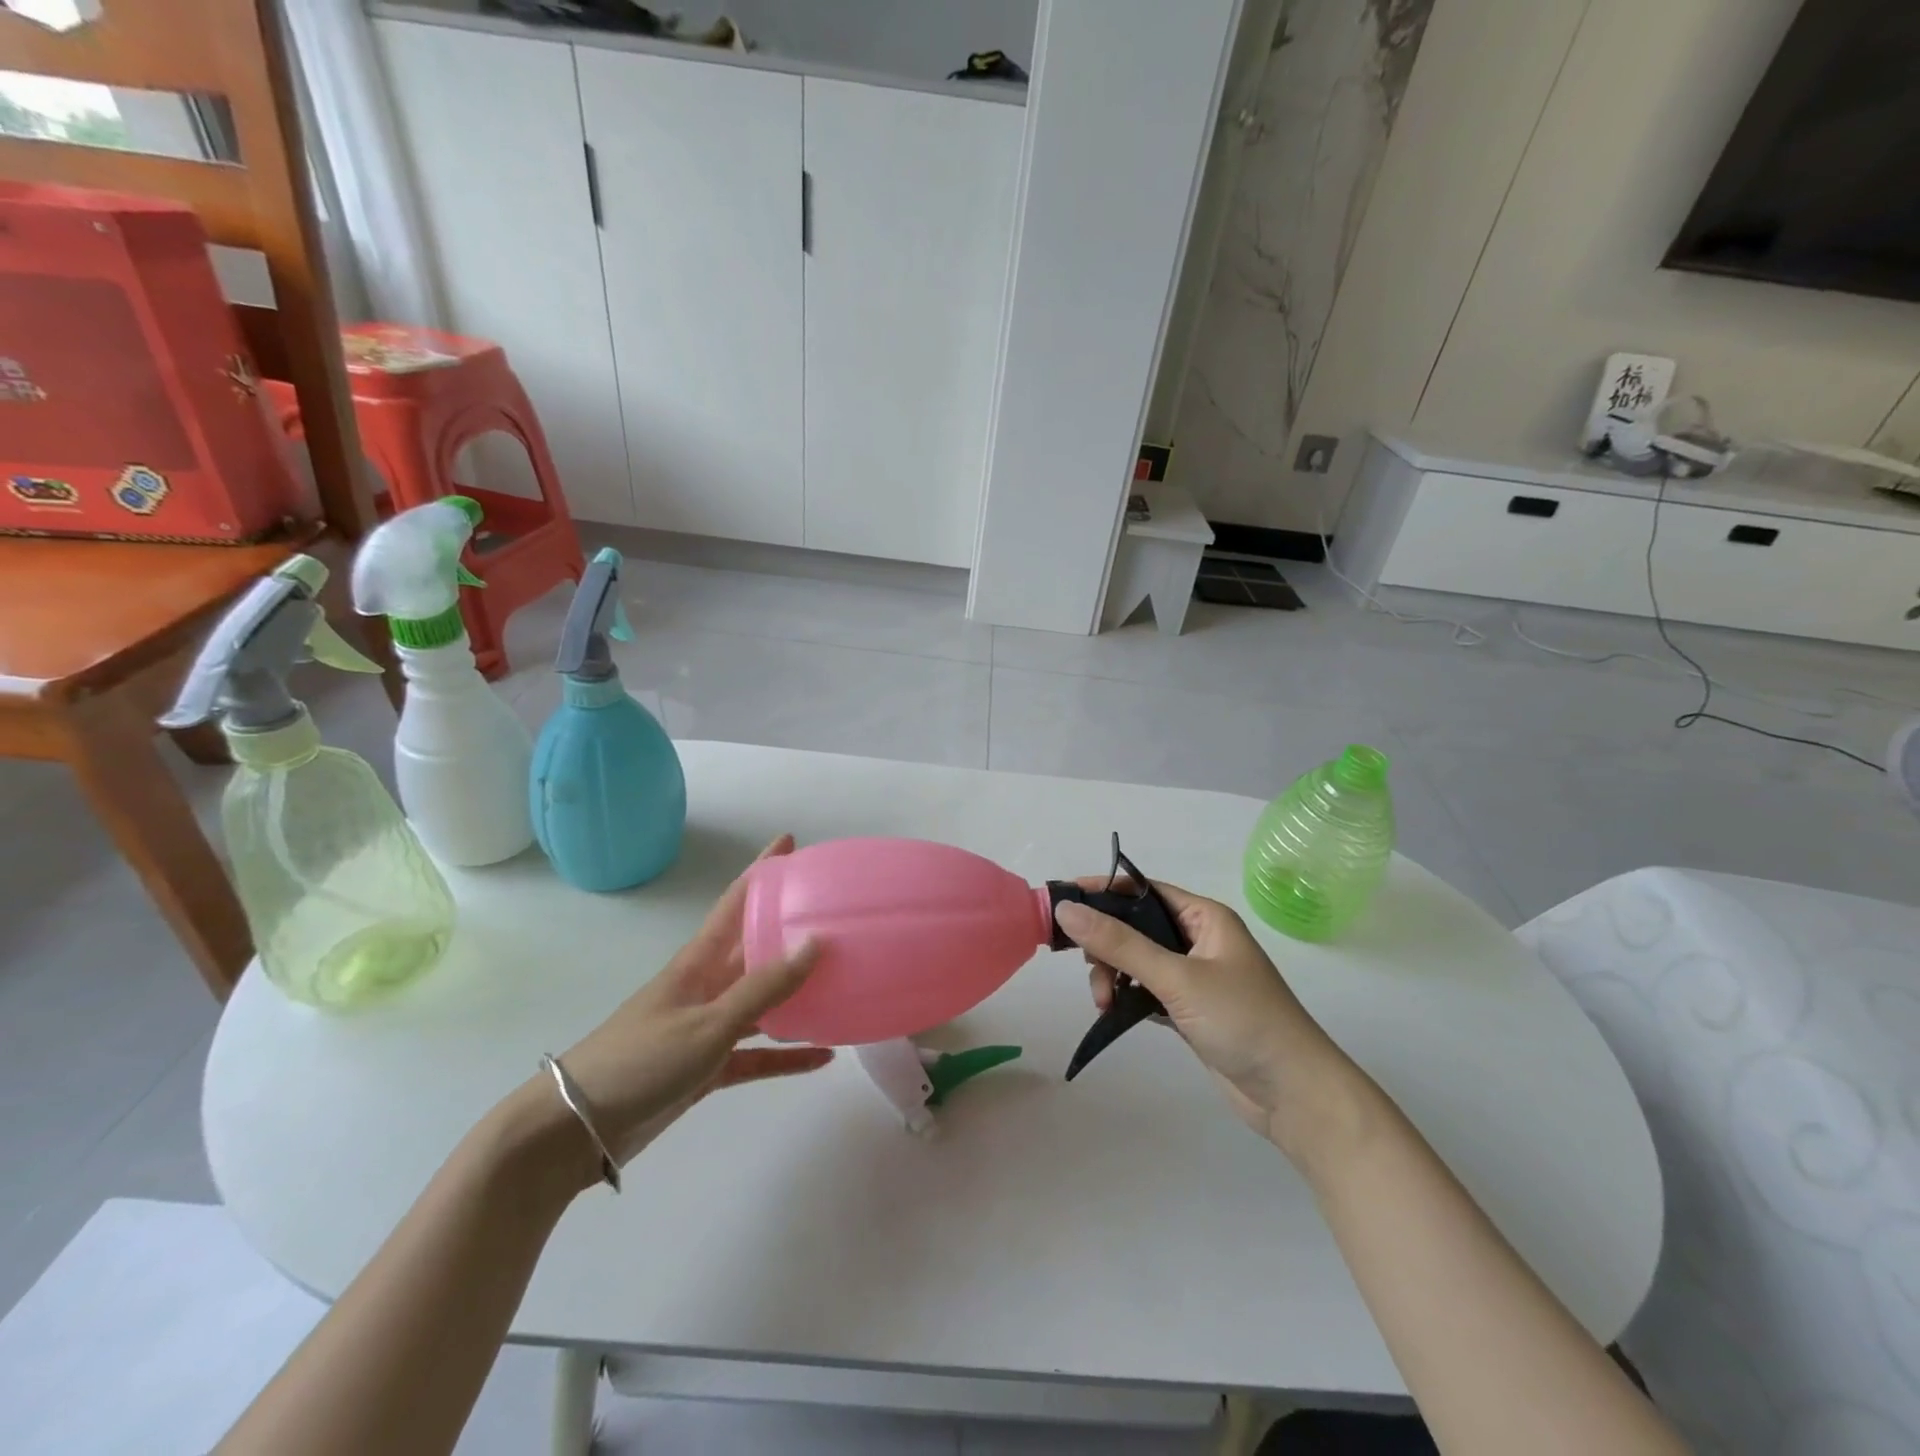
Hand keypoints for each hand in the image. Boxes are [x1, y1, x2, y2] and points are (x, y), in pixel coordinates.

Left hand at [553, 835, 832, 1172]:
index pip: (736, 901)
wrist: (578, 1128)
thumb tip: (814, 943)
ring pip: (764, 1001)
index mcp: (700, 961)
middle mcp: (707, 986)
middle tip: (836, 913)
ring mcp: (708, 1026)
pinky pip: (758, 1053)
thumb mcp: (707, 1023)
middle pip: (757, 947)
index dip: (762, 869)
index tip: (790, 841)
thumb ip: (762, 988)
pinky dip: (788, 1055)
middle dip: (791, 928)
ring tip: (842, 979)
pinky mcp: (709, 1065)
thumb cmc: (640, 1060)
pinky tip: (823, 1056)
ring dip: (798, 992)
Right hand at [1053, 881, 1361, 1159]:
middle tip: (1089, 969)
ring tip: (1104, 1003)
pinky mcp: (1189, 1010)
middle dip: (1106, 945)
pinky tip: (1114, 1012)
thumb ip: (1119, 944)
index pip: (1143, 890)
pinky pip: (1145, 991)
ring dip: (1113, 975)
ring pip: (1136, 961)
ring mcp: (1194, 977)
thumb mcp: (1177, 978)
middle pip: (1135, 926)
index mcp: (1205, 917)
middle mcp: (1198, 940)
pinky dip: (1126, 998)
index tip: (1062, 901)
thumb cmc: (1242, 1020)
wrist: (1294, 1095)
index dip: (1102, 892)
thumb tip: (1066, 910)